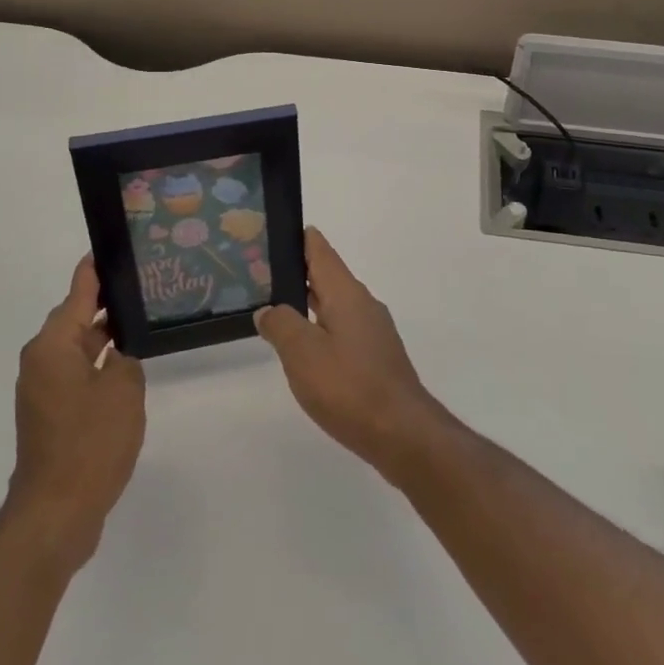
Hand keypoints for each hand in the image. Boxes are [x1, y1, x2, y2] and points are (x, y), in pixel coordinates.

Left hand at [2, 255, 145, 571]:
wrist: (55, 514)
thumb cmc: (90, 442)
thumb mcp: (122, 388)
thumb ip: (125, 356)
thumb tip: (117, 349)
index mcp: (53, 345)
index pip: (78, 291)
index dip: (96, 269)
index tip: (113, 246)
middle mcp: (41, 360)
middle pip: (75, 317)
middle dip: (106, 302)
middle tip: (142, 285)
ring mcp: (43, 390)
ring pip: (77, 347)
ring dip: (104, 336)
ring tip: (140, 321)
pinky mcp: (50, 415)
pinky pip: (76, 373)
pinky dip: (97, 364)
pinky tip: (126, 366)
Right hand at [255, 228, 448, 479]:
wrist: (402, 433)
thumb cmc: (349, 386)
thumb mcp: (302, 353)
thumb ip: (281, 325)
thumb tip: (268, 309)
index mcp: (346, 293)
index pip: (320, 250)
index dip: (298, 238)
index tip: (273, 231)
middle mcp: (363, 303)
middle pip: (327, 275)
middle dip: (297, 271)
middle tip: (261, 272)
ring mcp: (373, 331)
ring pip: (334, 304)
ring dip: (308, 302)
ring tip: (276, 308)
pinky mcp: (376, 357)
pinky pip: (342, 329)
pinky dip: (320, 327)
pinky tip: (305, 347)